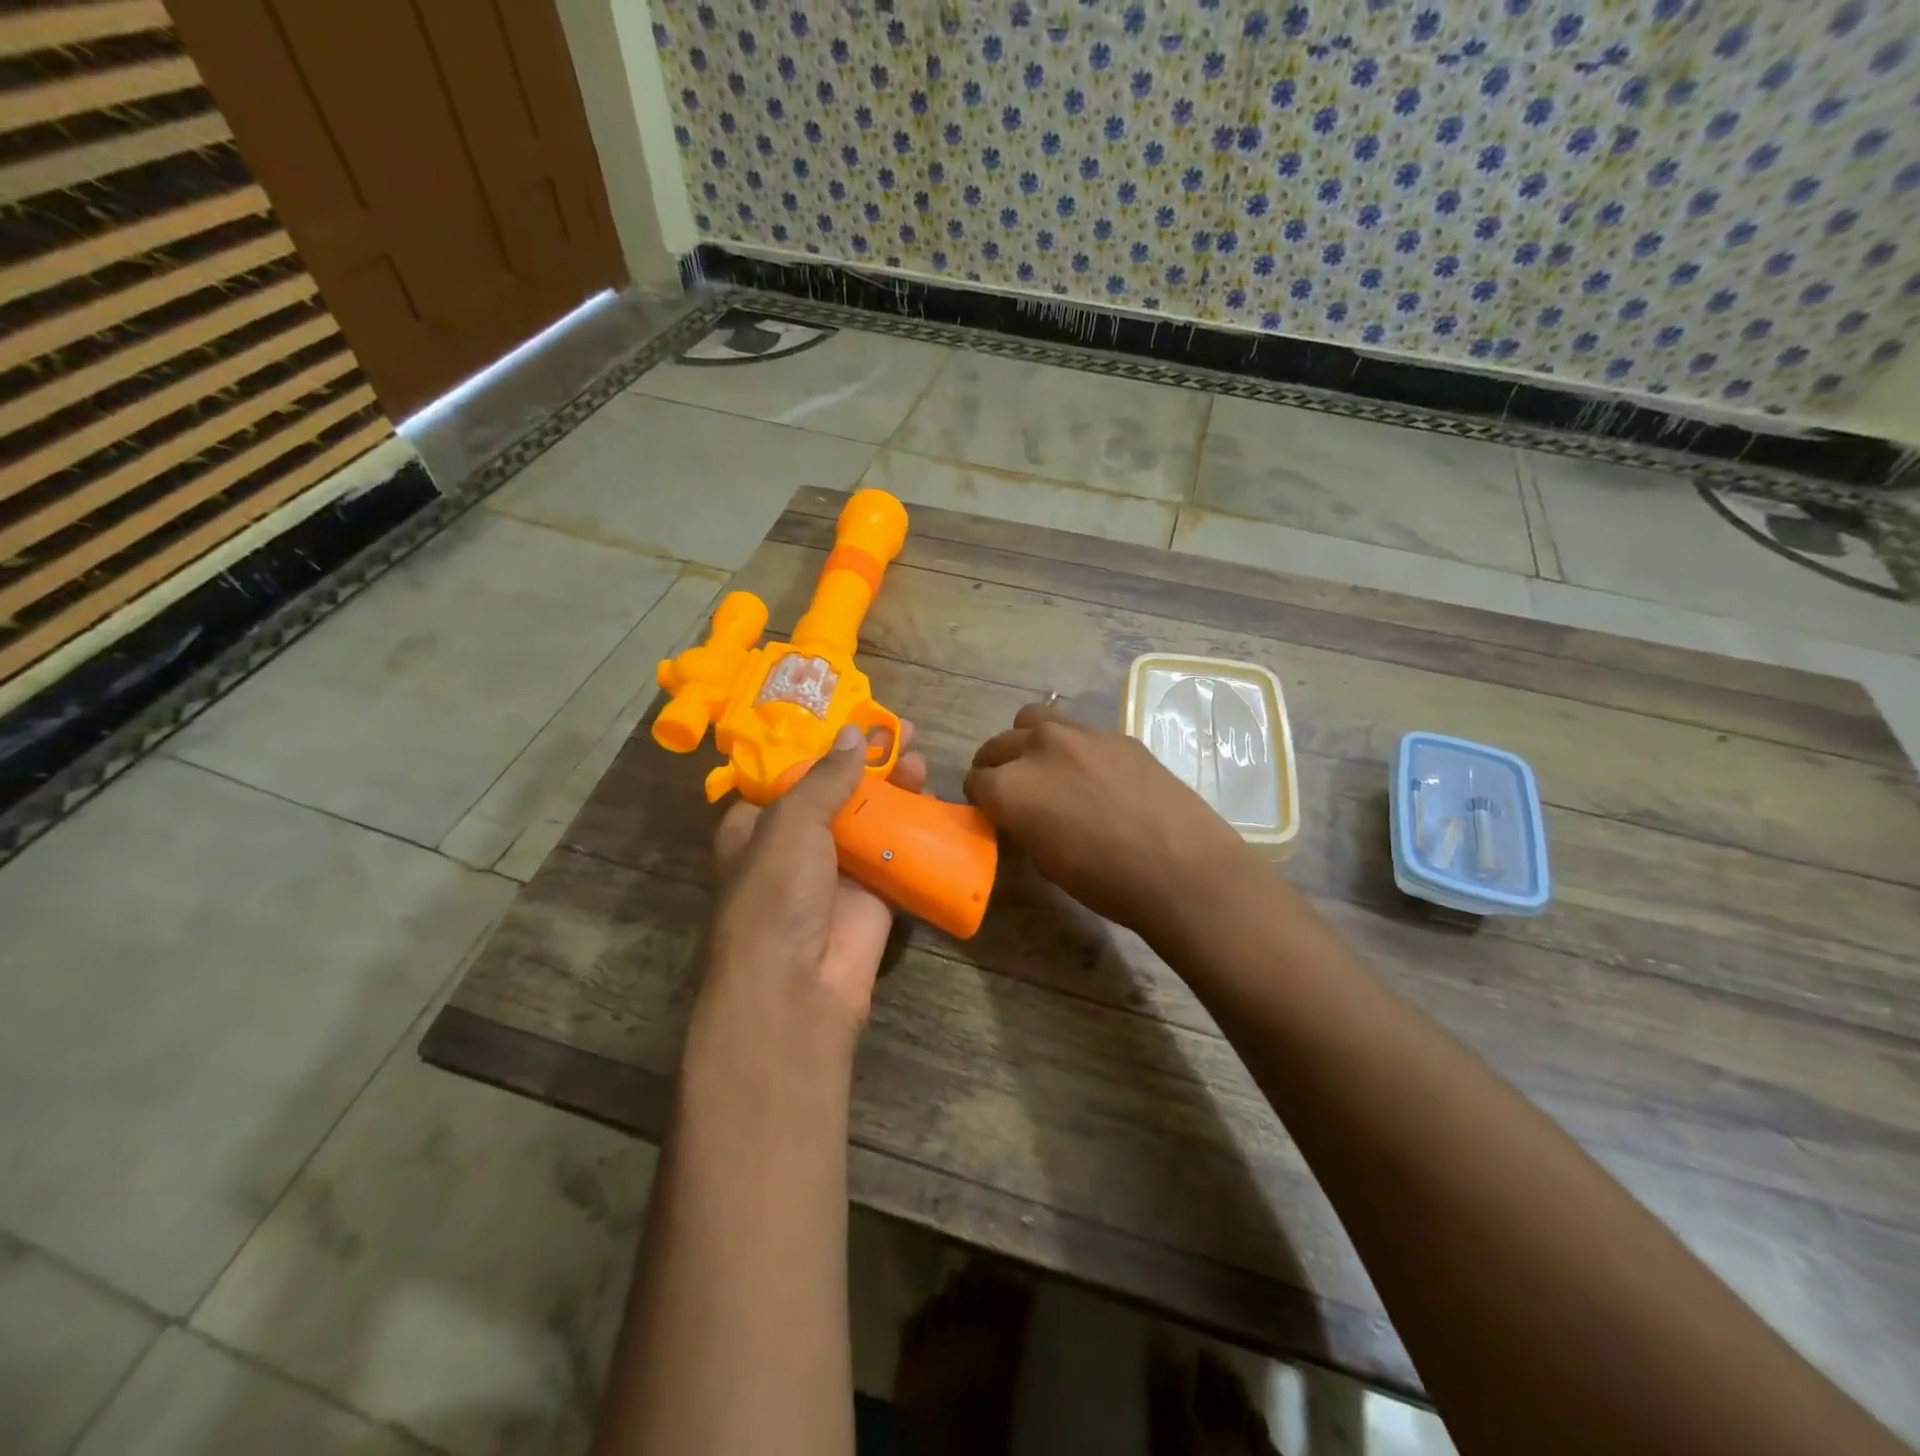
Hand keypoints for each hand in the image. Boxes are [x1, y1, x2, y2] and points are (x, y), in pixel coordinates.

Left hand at [707, 721, 928, 1032]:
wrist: (799, 987)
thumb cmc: (778, 895)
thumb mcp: (791, 824)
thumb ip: (825, 777)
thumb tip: (855, 734)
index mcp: (758, 826)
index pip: (789, 775)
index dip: (821, 745)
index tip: (853, 718)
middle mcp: (796, 844)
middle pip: (836, 790)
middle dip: (866, 760)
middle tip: (899, 730)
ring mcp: (837, 869)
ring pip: (869, 816)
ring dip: (893, 786)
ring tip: (919, 755)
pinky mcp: (873, 893)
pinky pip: (896, 849)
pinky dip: (913, 824)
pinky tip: (930, 795)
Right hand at [964, 702, 1253, 942]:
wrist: (1182, 868)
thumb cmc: (1106, 882)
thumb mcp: (1045, 861)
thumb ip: (1021, 823)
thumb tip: (1019, 811)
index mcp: (1011, 786)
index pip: (975, 781)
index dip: (982, 800)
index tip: (995, 813)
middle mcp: (1037, 748)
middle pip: (997, 745)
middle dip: (998, 767)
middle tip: (1015, 792)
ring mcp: (1079, 733)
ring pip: (1033, 720)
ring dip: (1028, 741)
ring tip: (1046, 767)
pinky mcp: (1115, 733)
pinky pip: (1076, 728)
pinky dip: (1070, 744)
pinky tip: (1092, 772)